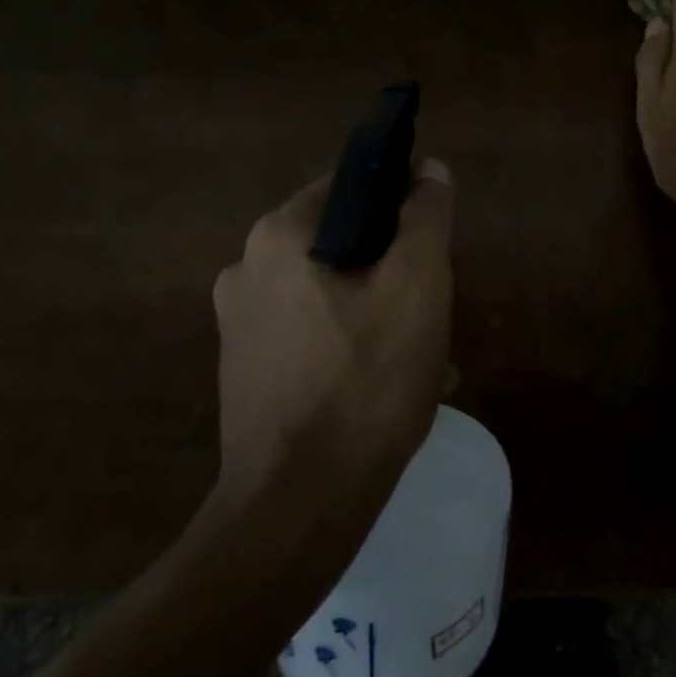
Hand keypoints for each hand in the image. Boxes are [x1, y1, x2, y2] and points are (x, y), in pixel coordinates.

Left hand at [212, 160, 454, 503]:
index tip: (433, 245)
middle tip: (435, 306)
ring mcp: (240, 325)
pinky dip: (352, 345)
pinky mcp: (246, 371)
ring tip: (425, 354)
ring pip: (330, 293)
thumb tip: (431, 170)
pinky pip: (312, 335)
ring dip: (380, 311)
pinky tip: (390, 384)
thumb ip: (426, 217)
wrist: (300, 506)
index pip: (350, 188)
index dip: (400, 206)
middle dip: (394, 269)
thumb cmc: (365, 381)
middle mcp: (246, 270)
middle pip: (342, 244)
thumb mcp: (417, 286)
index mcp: (278, 236)